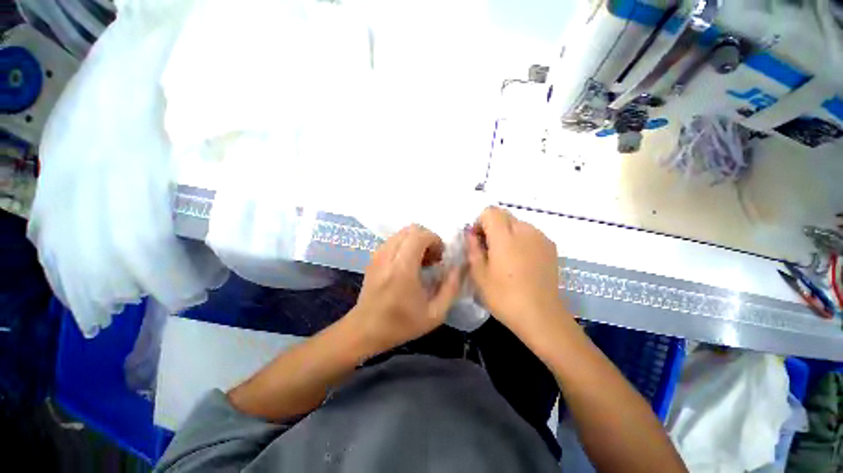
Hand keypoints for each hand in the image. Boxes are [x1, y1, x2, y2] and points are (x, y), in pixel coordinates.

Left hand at [349, 225, 460, 353]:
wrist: (365, 330)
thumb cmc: (401, 324)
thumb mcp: (435, 314)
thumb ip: (451, 288)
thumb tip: (457, 267)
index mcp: (403, 268)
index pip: (420, 235)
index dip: (435, 240)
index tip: (440, 257)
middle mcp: (388, 256)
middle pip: (411, 229)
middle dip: (427, 239)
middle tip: (433, 258)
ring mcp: (378, 255)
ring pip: (401, 233)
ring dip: (416, 241)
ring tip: (421, 261)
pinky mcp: (373, 258)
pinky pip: (393, 240)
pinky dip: (405, 245)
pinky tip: (408, 263)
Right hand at [467, 207, 566, 333]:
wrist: (541, 316)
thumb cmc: (504, 296)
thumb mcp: (479, 274)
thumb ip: (472, 248)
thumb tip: (470, 233)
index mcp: (505, 236)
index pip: (490, 211)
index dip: (480, 222)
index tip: (478, 240)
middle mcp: (525, 230)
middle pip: (504, 215)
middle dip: (492, 226)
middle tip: (489, 249)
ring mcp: (541, 237)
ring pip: (517, 223)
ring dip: (507, 233)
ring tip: (506, 257)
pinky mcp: (551, 246)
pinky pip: (530, 233)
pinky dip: (521, 239)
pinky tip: (521, 261)